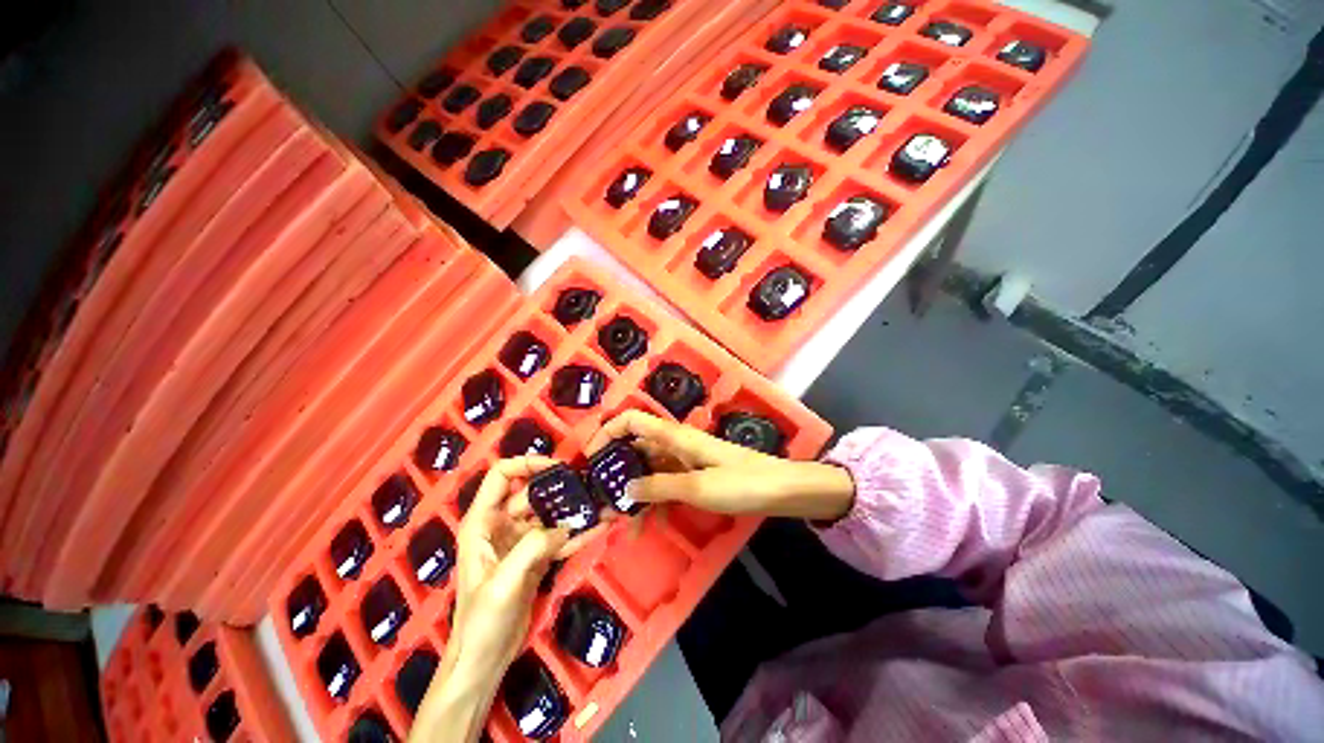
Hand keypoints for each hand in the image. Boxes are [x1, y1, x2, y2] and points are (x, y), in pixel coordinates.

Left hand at [450, 456, 583, 677]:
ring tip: (601, 503)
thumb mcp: (503, 583)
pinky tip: (600, 527)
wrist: (484, 662)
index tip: (557, 467)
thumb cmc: (481, 622)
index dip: (527, 463)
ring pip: (550, 514)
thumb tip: (564, 527)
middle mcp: (501, 525)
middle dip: (560, 487)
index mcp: (482, 523)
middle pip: (533, 493)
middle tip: (589, 485)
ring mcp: (521, 542)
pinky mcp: (536, 557)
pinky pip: (559, 538)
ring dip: (573, 510)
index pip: (502, 475)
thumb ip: (532, 548)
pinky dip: (578, 533)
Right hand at [585, 411, 854, 520]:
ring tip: (618, 519)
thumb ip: (660, 486)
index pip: (633, 420)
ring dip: (633, 489)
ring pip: (649, 469)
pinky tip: (645, 522)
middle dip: (616, 468)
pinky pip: (666, 483)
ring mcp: (686, 460)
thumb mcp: (699, 487)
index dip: (608, 431)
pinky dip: (653, 499)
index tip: (590, 456)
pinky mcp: (695, 475)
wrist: (783, 490)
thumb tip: (626, 489)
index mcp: (676, 437)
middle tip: (600, 497)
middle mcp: (677, 444)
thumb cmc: (743, 483)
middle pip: (637, 447)